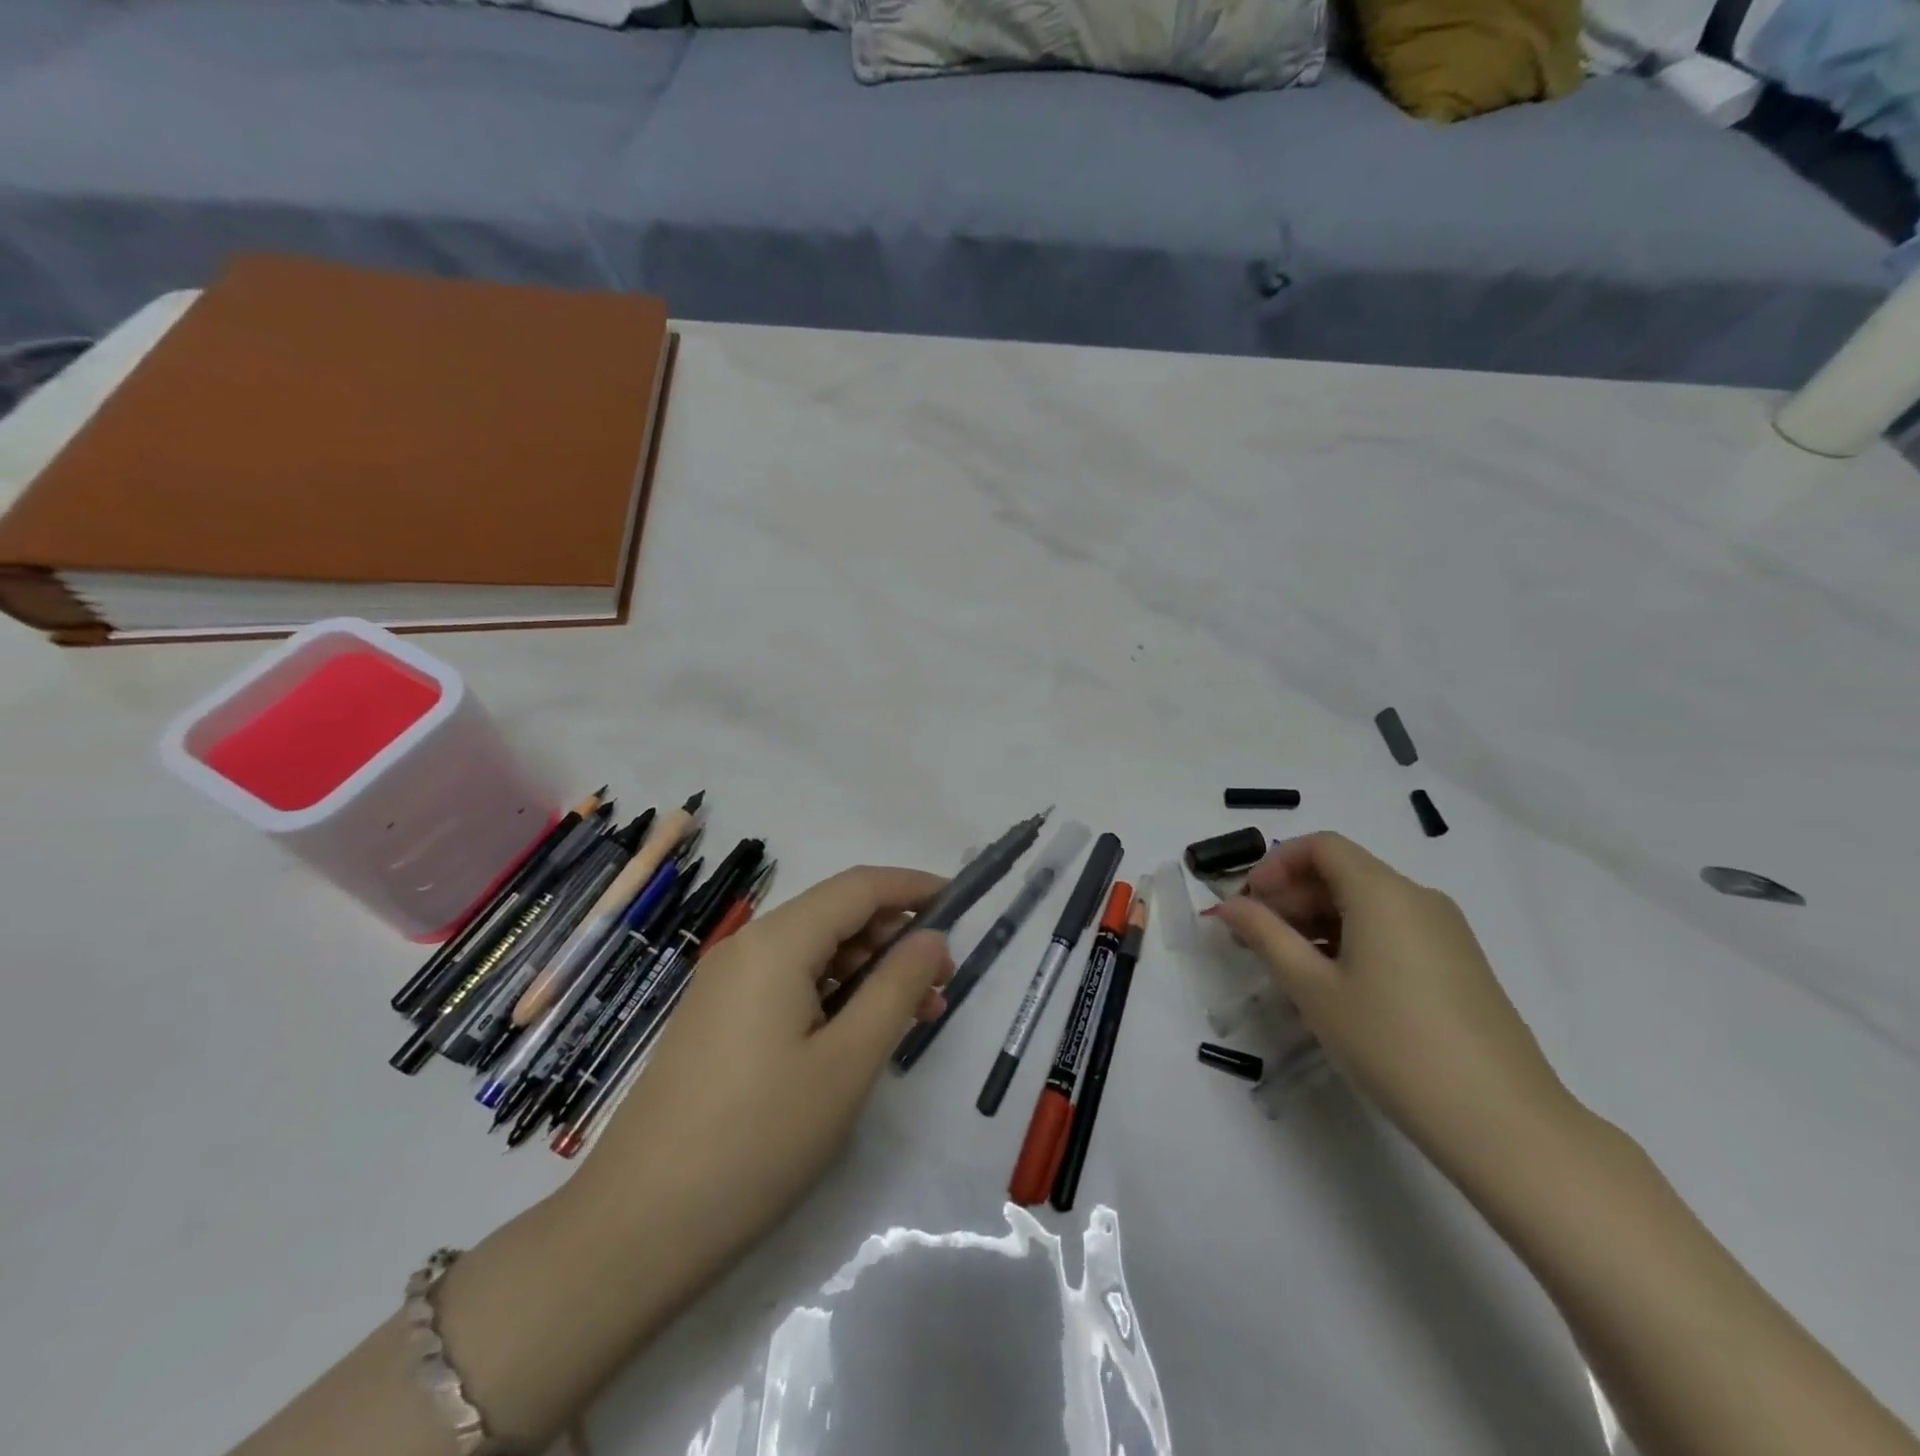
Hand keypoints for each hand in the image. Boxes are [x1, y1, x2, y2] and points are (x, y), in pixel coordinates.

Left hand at [566, 865, 952, 1301]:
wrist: (637, 1228)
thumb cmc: (758, 1138)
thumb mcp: (847, 1062)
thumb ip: (898, 989)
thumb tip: (931, 939)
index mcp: (776, 942)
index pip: (859, 887)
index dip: (913, 886)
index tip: (961, 901)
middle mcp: (746, 948)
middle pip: (834, 915)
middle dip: (895, 937)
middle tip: (942, 983)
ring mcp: (725, 985)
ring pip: (813, 952)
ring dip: (867, 969)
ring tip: (912, 1015)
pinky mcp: (716, 1020)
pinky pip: (787, 983)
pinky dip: (833, 993)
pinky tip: (857, 1033)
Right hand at [1211, 833, 1578, 1176]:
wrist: (1502, 1122)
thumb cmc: (1392, 1043)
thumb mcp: (1313, 988)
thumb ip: (1265, 936)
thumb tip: (1229, 906)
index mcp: (1383, 892)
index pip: (1321, 846)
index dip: (1276, 865)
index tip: (1249, 903)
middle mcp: (1418, 898)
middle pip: (1342, 873)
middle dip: (1291, 897)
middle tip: (1256, 941)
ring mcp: (1445, 931)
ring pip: (1367, 904)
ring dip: (1318, 921)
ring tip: (1290, 969)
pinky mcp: (1459, 963)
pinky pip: (1393, 930)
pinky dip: (1353, 941)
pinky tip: (1336, 987)